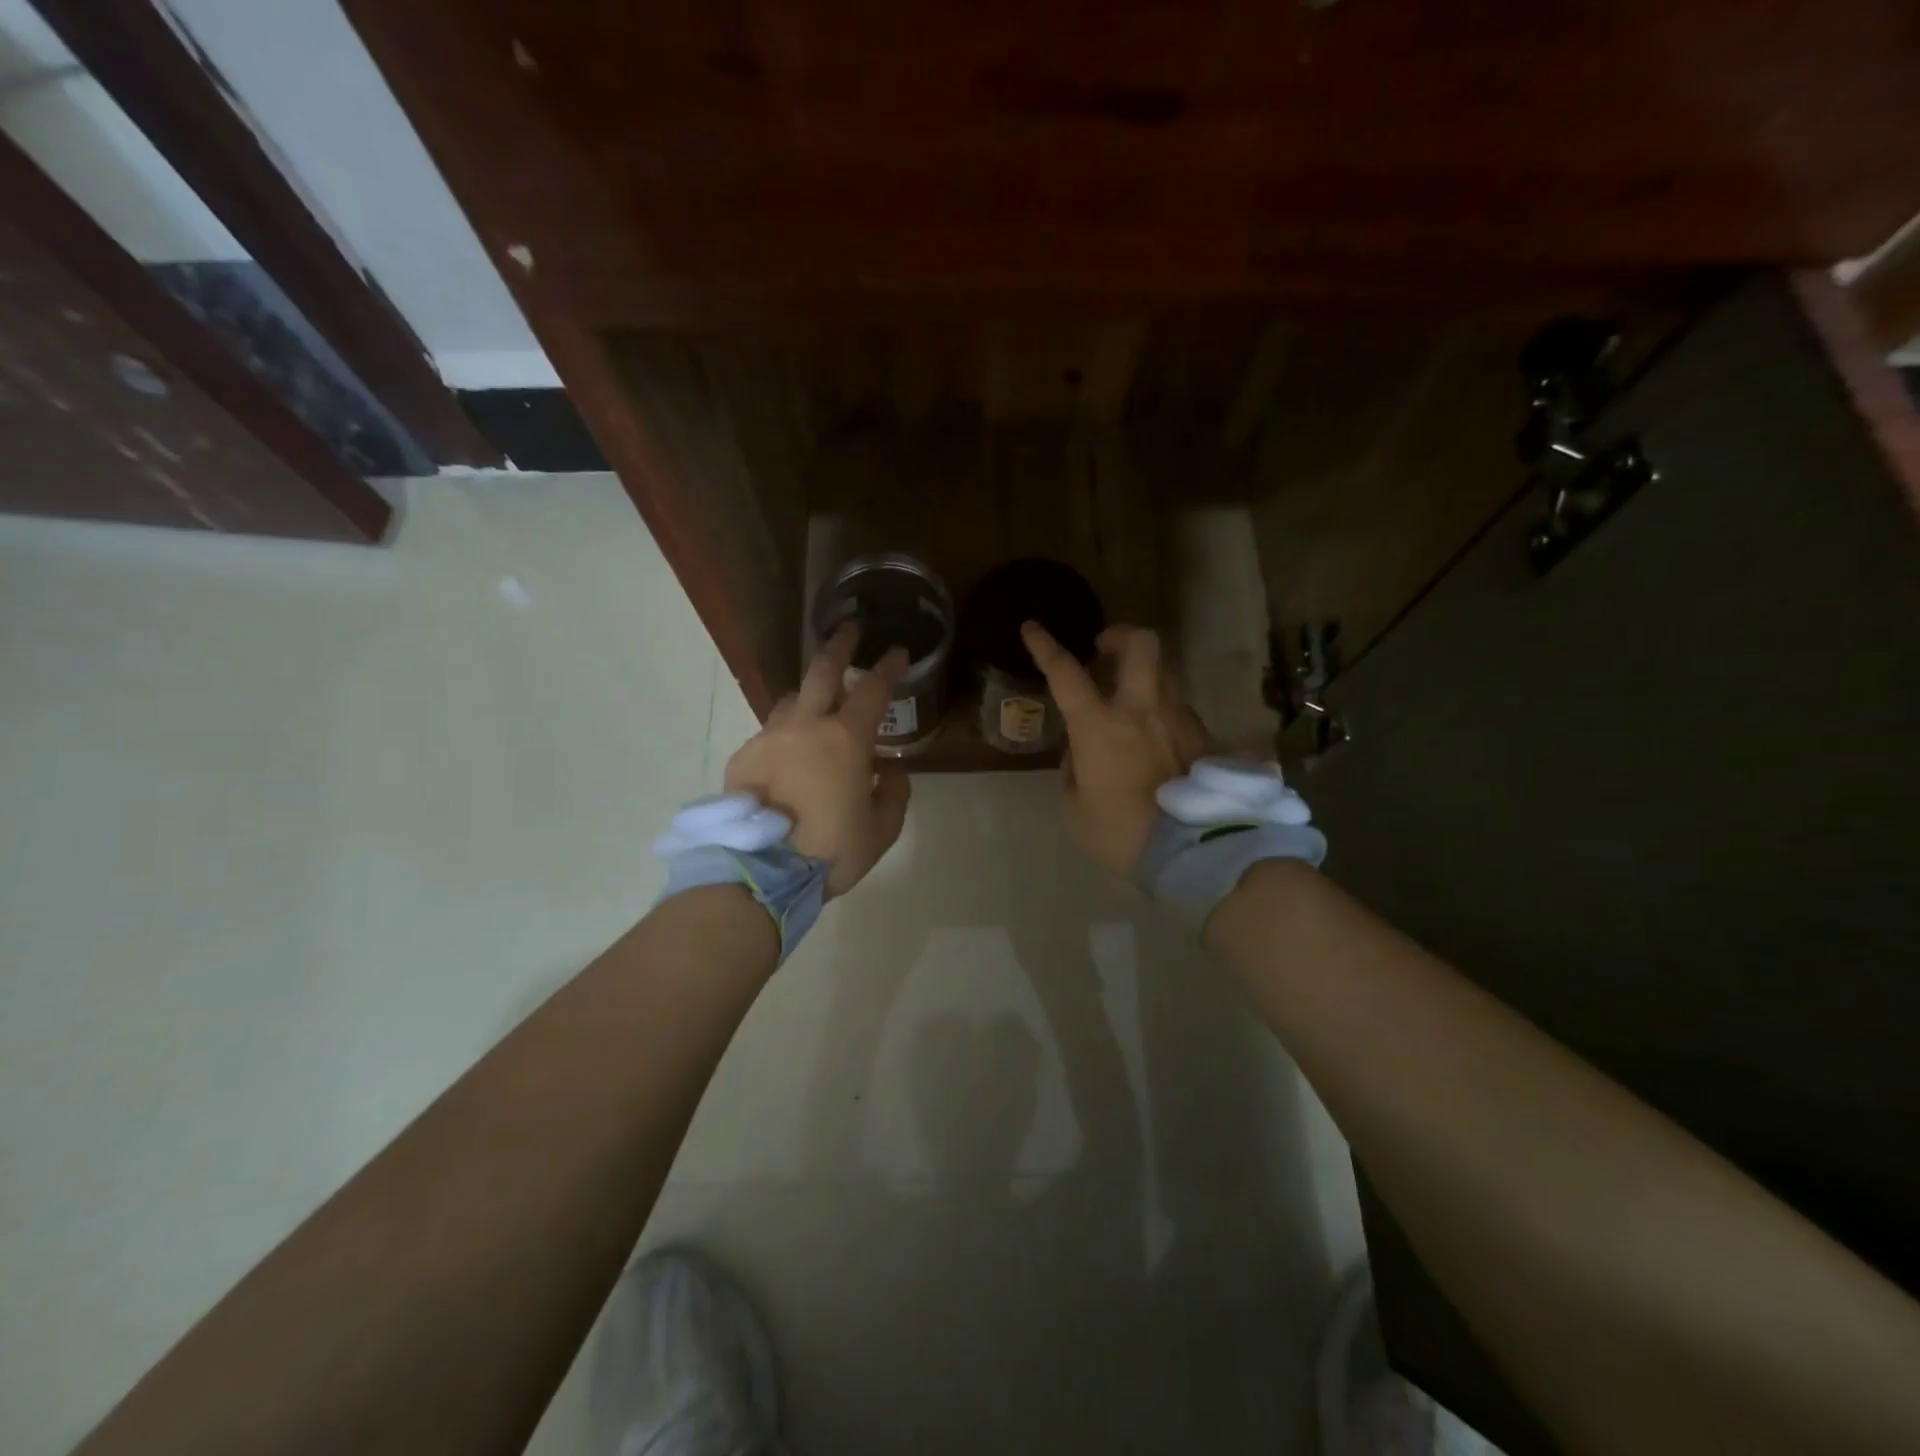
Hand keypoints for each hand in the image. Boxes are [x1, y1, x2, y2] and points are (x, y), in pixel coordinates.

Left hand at [724, 625, 912, 897]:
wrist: (762, 872)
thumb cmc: (831, 850)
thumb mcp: (881, 829)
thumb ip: (894, 793)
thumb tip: (889, 770)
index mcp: (846, 739)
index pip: (873, 689)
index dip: (889, 668)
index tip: (898, 652)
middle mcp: (806, 726)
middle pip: (822, 671)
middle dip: (840, 646)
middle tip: (849, 631)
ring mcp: (769, 739)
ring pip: (791, 700)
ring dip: (808, 695)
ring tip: (816, 705)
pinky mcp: (743, 758)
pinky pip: (769, 735)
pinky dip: (785, 737)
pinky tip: (787, 759)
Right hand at [1020, 621, 1212, 877]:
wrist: (1193, 853)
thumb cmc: (1121, 832)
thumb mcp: (1076, 807)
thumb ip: (1073, 768)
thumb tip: (1081, 749)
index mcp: (1100, 725)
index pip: (1065, 673)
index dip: (1045, 646)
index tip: (1032, 628)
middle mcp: (1142, 709)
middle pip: (1141, 645)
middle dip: (1120, 635)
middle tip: (1105, 648)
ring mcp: (1179, 719)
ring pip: (1164, 674)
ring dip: (1143, 676)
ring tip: (1130, 702)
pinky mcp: (1204, 737)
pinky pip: (1179, 710)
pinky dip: (1163, 712)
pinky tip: (1157, 740)